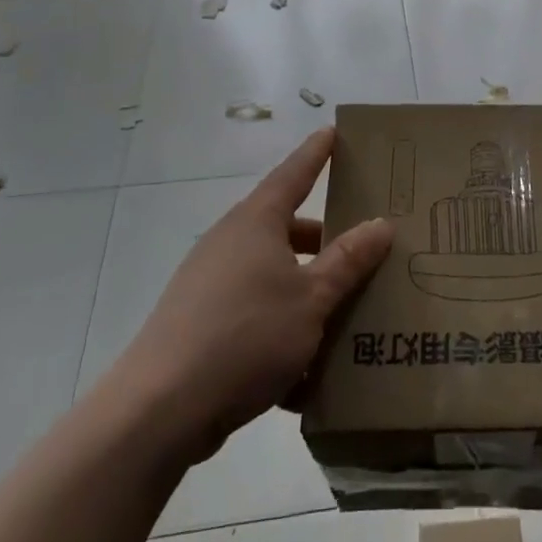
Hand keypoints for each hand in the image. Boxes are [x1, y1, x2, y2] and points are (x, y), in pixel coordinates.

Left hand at [120, 130, 391, 463]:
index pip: (294, 173)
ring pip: (271, 275)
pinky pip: (253, 313)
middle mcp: (230, 242)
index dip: (316, 153)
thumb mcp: (312, 298)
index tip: (332, 132)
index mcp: (256, 222)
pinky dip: (280, 329)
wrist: (159, 409)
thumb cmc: (246, 335)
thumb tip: (381, 223)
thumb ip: (349, 260)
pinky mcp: (198, 324)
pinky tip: (305, 372)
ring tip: (343, 314)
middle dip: (323, 239)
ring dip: (305, 290)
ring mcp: (209, 284)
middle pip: (285, 229)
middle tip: (362, 246)